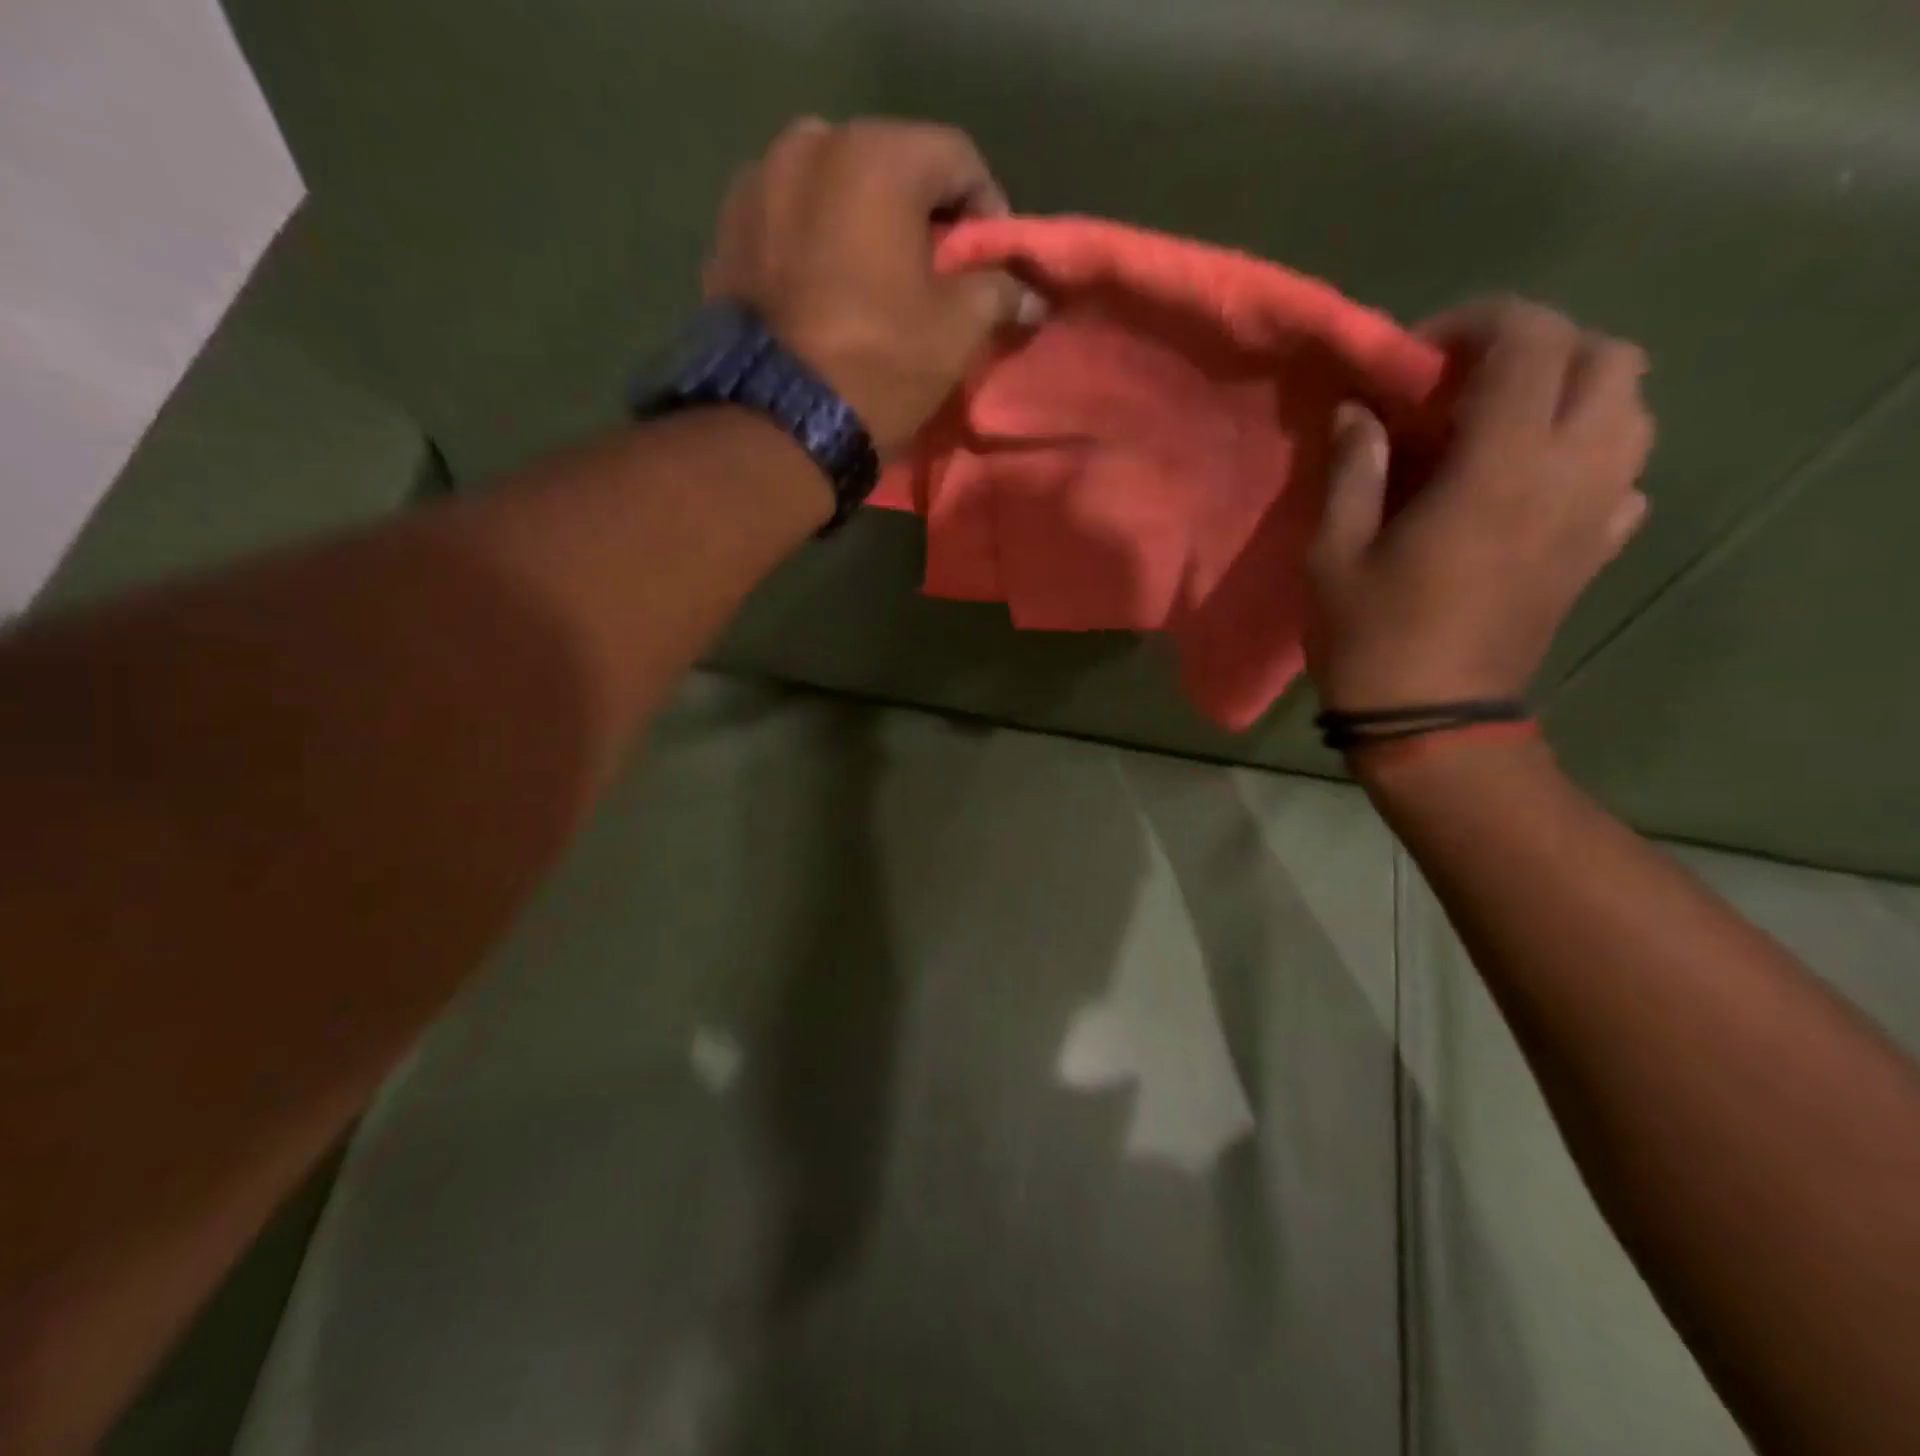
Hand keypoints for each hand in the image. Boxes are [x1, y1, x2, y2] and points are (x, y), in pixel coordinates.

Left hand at [704, 116, 1041, 459]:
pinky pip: (791, 221)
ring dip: (865, 226)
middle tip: (936, 273)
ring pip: (835, 190)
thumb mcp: (956, 332)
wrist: (775, 422)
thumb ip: (999, 294)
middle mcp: (810, 144)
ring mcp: (758, 183)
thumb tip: (1032, 295)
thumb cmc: (879, 364)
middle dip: (922, 216)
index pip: (957, 158)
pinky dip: (817, 243)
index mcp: (877, 155)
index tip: (991, 260)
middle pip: (891, 166)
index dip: (986, 208)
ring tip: (878, 284)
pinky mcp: (727, 230)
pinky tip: (827, 291)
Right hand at [1307, 298, 1655, 710]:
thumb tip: (1358, 413)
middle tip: (1466, 387)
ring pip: (1631, 408)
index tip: (1417, 360)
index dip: (1475, 324)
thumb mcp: (1334, 553)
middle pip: (1605, 357)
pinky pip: (1627, 473)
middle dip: (1536, 350)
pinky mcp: (1598, 550)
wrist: (1432, 721)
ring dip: (1571, 396)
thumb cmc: (1371, 637)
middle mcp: (1570, 474)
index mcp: (1498, 469)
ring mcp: (1596, 513)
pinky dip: (1589, 455)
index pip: (1529, 341)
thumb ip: (1352, 470)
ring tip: (1500, 429)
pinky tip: (1531, 485)